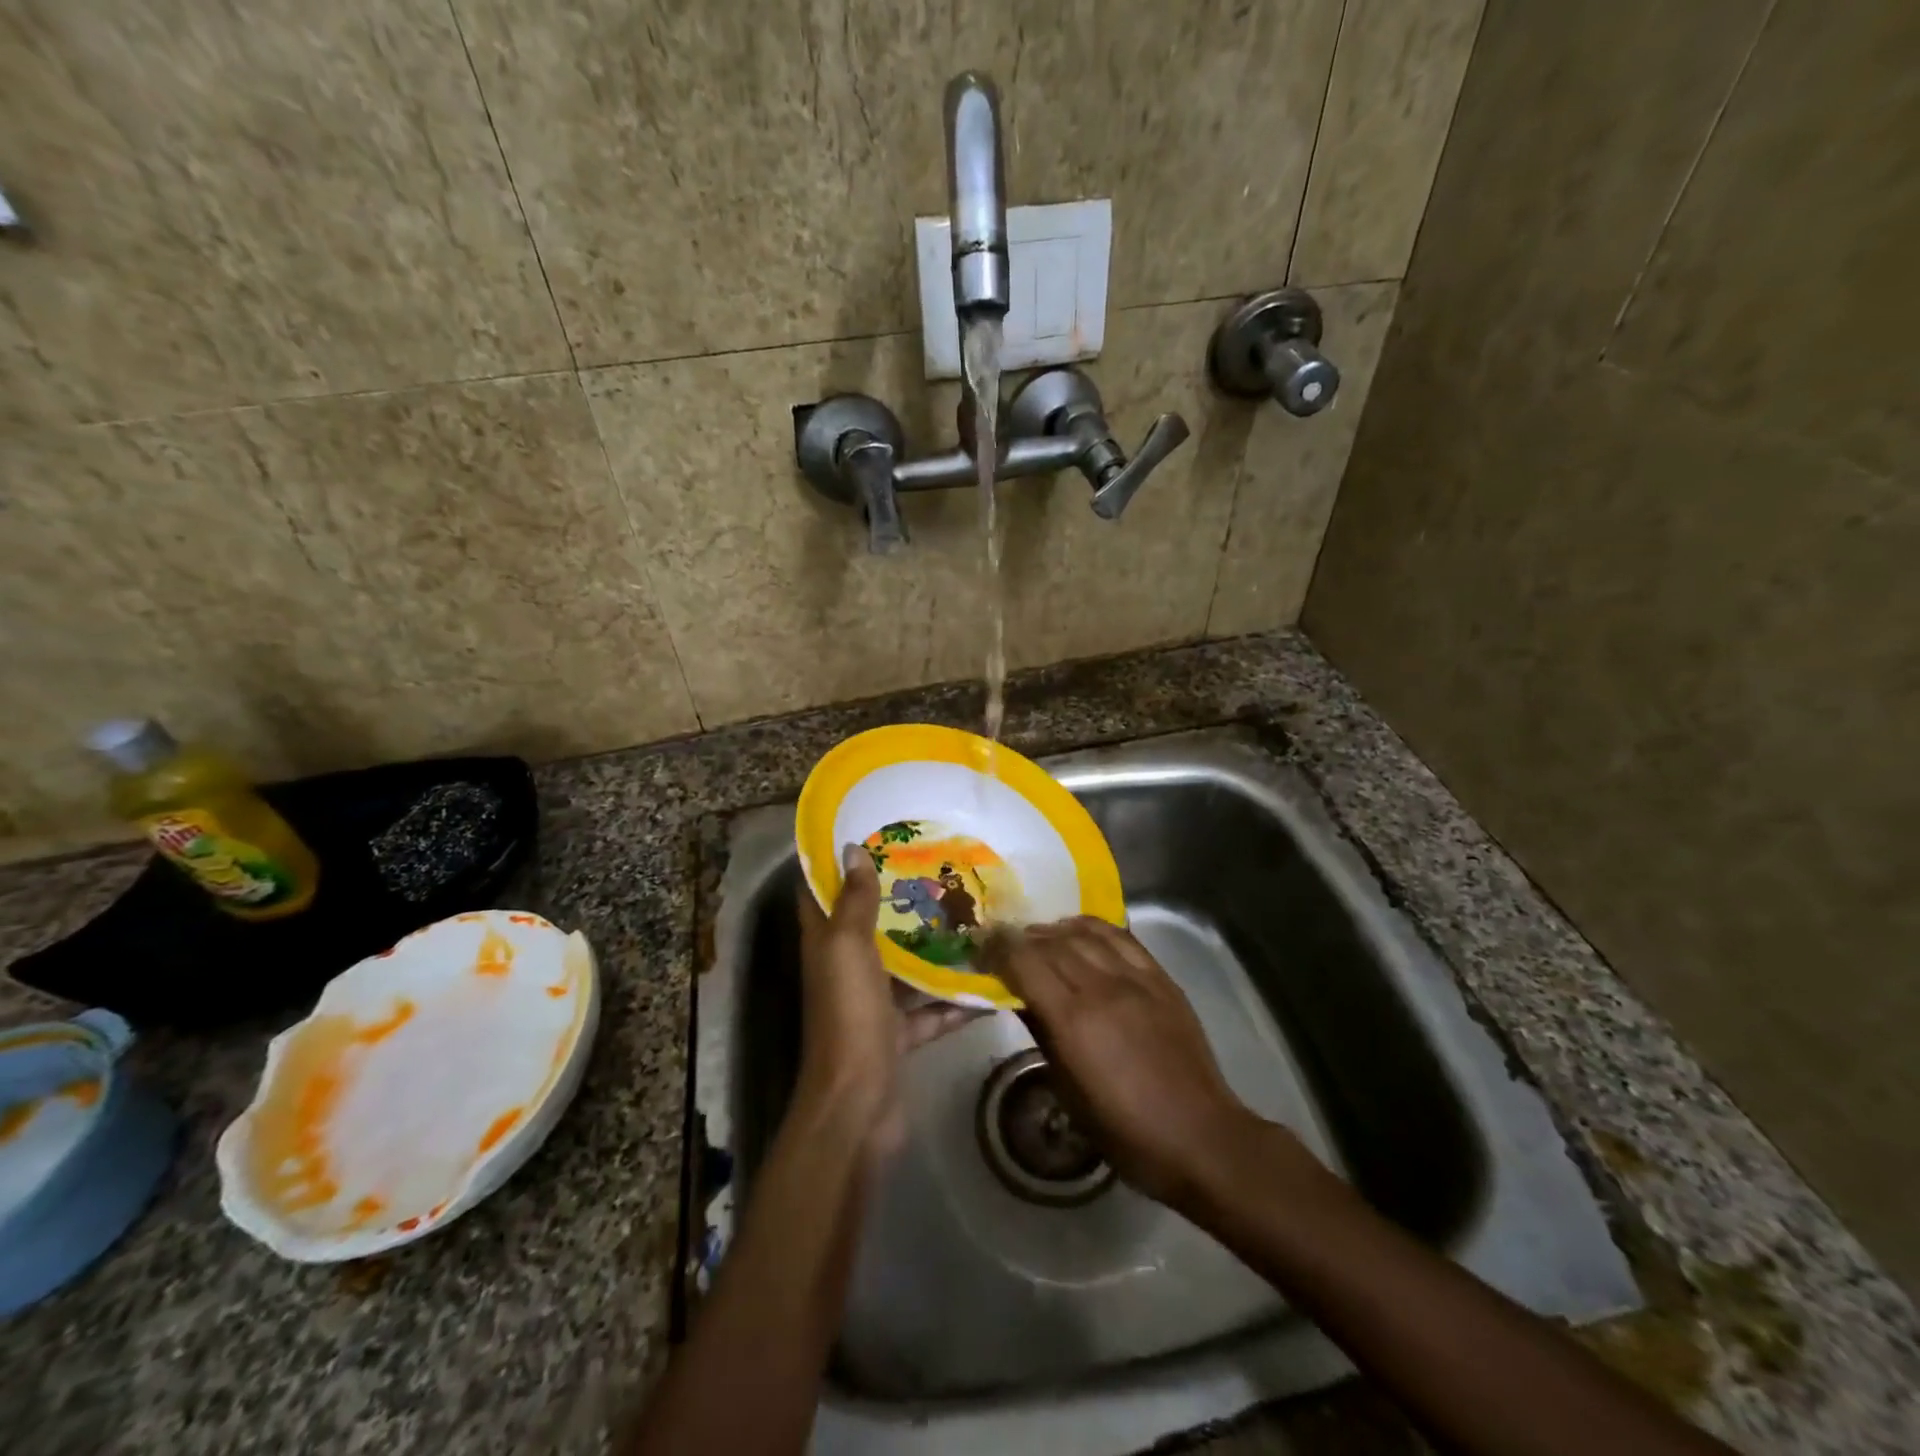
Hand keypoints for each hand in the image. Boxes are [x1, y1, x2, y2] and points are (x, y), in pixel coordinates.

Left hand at [795, 845, 981, 1155]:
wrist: (858, 1102)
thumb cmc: (849, 1013)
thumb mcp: (849, 947)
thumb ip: (854, 901)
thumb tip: (851, 848)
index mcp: (825, 943)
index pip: (820, 893)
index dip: (836, 863)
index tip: (870, 833)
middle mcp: (845, 968)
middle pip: (868, 926)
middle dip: (897, 899)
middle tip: (936, 868)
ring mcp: (872, 1003)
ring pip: (903, 966)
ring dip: (931, 947)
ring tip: (970, 916)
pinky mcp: (897, 1034)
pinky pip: (929, 1010)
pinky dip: (955, 1000)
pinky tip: (990, 982)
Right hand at [985, 917, 1260, 1207]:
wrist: (1199, 1136)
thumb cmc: (1125, 1130)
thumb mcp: (1068, 1092)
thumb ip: (1042, 1034)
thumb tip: (1019, 998)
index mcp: (1074, 1020)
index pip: (1025, 961)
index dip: (998, 949)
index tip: (982, 949)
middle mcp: (1102, 987)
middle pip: (1051, 942)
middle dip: (1021, 938)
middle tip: (1004, 944)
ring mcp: (1136, 978)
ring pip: (1084, 934)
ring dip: (1054, 931)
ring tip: (1040, 938)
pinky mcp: (1160, 978)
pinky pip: (1121, 937)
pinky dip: (1093, 928)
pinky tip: (1080, 932)